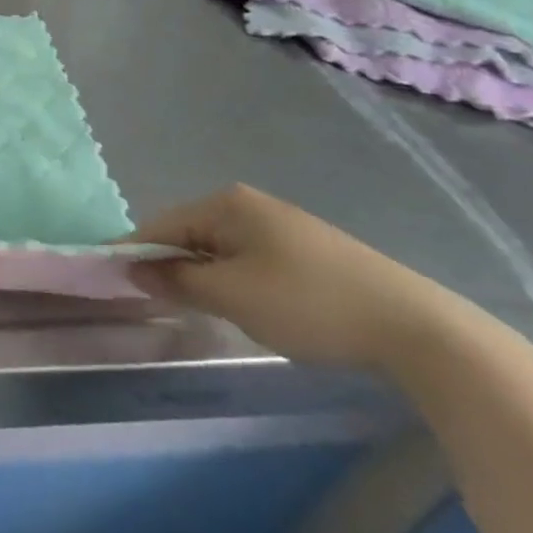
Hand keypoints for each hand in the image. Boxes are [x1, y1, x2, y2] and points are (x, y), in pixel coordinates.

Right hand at [129, 185, 469, 369]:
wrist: (417, 329)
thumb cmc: (308, 303)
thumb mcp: (232, 295)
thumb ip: (177, 280)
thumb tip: (133, 269)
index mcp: (226, 203)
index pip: (162, 224)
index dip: (136, 253)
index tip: (115, 281)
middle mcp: (250, 204)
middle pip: (191, 233)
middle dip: (174, 266)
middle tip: (162, 304)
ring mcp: (283, 225)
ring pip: (222, 249)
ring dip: (207, 276)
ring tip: (207, 310)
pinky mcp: (310, 251)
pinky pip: (252, 259)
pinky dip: (238, 280)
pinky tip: (253, 308)